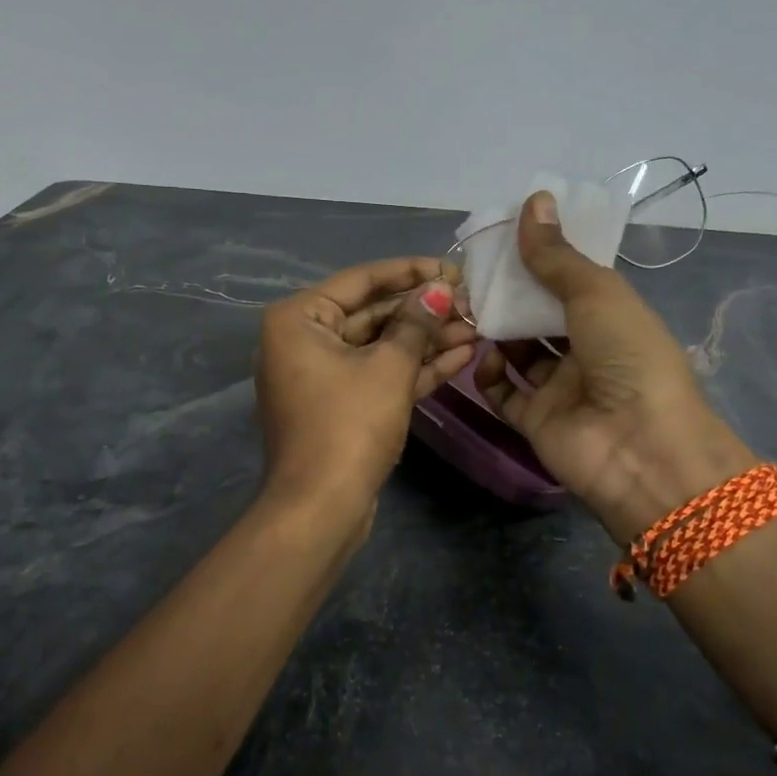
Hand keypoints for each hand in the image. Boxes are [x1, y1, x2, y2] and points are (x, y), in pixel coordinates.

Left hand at [256, 257, 477, 517]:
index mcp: (299, 318)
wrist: (321, 509)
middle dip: (423, 311)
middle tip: (471, 302)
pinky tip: (460, 355)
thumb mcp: (388, 368)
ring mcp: (321, 375)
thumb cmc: (348, 425)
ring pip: (380, 346)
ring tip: (477, 327)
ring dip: (426, 340)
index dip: (411, 271)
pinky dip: (413, 368)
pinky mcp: (340, 405)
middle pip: (372, 313)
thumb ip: (416, 323)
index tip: (453, 267)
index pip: (362, 280)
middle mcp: (303, 340)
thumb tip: (440, 289)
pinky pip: (378, 375)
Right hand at [475, 193, 756, 543]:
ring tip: (465, 311)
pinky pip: (504, 394)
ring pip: (518, 353)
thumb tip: (533, 200)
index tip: (501, 239)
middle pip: (538, 317)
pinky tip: (479, 358)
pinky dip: (488, 376)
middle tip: (470, 276)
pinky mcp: (536, 422)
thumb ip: (556, 255)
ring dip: (494, 333)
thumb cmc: (628, 357)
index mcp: (611, 317)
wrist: (640, 448)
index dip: (538, 260)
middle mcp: (586, 351)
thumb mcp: (596, 294)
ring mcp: (560, 389)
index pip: (568, 281)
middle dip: (508, 296)